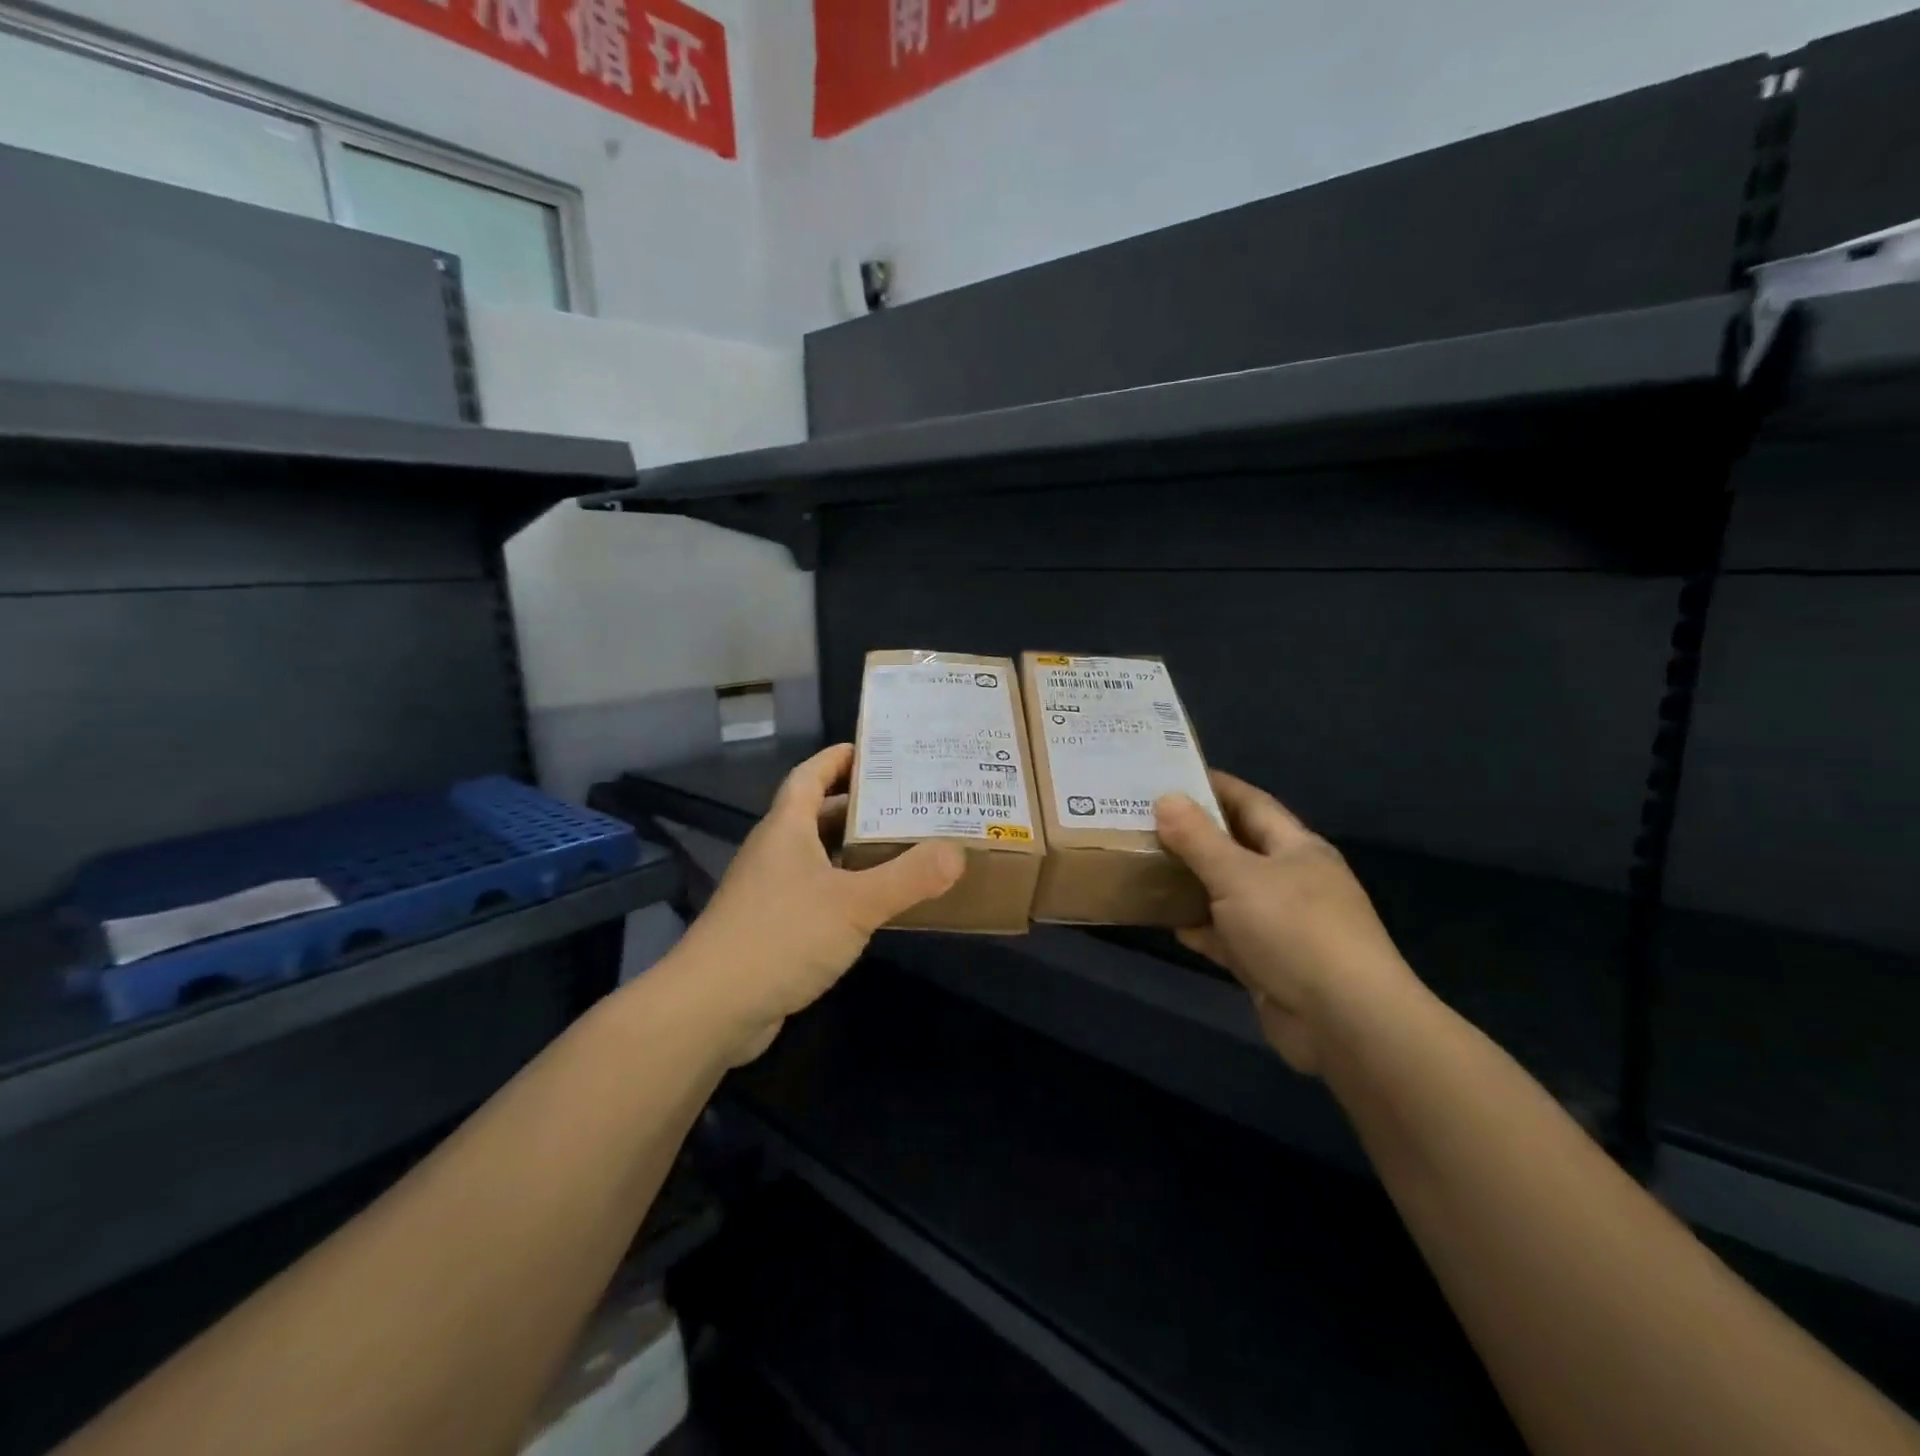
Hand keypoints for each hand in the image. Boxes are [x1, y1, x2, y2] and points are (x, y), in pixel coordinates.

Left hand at [676, 744, 963, 1062]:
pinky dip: (846, 889)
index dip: (838, 758)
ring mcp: (770, 892)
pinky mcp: (772, 928)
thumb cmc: (781, 937)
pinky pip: (817, 894)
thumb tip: (957, 852)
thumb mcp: (854, 904)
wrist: (712, 1008)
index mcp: (786, 829)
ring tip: (905, 847)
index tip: (876, 749)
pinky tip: (876, 904)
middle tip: (911, 802)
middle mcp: (775, 852)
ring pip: (819, 857)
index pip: (810, 776)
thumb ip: (908, 877)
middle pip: (819, 815)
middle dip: (861, 807)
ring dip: (856, 851)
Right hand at [1154, 772, 1417, 1074]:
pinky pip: (1228, 937)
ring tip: (1146, 869)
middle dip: (1194, 837)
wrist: (1344, 1022)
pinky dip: (1202, 930)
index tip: (1170, 776)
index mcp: (1296, 848)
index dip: (1214, 787)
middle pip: (1237, 848)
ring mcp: (1283, 925)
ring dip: (1193, 885)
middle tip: (1145, 823)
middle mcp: (1292, 881)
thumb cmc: (1293, 930)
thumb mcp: (1238, 875)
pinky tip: (1171, 925)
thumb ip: (1198, 838)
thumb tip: (1166, 798)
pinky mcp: (1271, 964)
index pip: (1251, 803)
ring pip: (1229, 894)